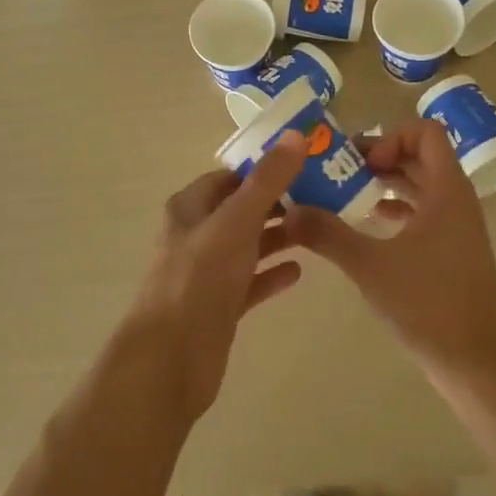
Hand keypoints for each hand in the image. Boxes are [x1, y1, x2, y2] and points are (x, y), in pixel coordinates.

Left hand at [120, 134, 306, 423]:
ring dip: (279, 235)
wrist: (170, 360)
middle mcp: (197, 235)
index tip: (305, 161)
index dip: (264, 166)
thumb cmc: (199, 279)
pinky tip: (300, 271)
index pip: (230, 176)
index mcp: (191, 208)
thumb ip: (267, 181)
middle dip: (279, 201)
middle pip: (242, 209)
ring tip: (320, 227)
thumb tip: (297, 135)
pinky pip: (251, 282)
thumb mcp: (236, 222)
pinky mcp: (220, 306)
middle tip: (325, 194)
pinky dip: (273, 274)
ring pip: (248, 245)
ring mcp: (208, 273)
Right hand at [287, 119, 495, 380]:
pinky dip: (400, 207)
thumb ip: (328, 234)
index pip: (426, 132)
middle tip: (341, 171)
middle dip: (381, 157)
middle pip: (421, 156)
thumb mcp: (369, 265)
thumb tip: (290, 212)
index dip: (391, 138)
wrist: (475, 362)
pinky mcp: (455, 249)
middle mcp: (458, 199)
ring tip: (349, 192)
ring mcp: (459, 226)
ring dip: (389, 182)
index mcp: (447, 190)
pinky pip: (426, 210)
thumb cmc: (426, 304)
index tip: (362, 164)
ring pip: (423, 184)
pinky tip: (371, 222)